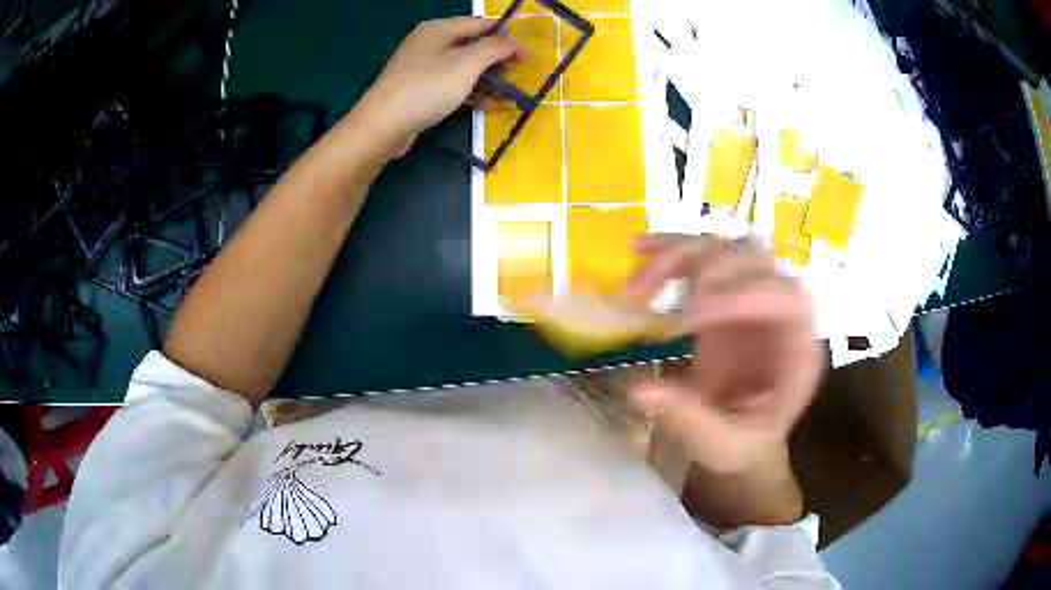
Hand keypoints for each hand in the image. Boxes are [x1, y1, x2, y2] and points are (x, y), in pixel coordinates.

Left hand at [354, 17, 517, 154]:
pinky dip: (470, 93)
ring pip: (463, 68)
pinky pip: (451, 86)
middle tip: (519, 75)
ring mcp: (422, 68)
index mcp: (439, 29)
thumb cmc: (427, 87)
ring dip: (487, 80)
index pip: (480, 24)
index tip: (527, 54)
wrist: (383, 125)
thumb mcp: (467, 64)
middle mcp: (429, 44)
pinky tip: (488, 106)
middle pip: (472, 46)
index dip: (506, 37)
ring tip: (510, 94)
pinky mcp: (419, 91)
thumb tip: (515, 40)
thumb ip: (494, 48)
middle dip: (497, 60)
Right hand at [627, 235, 821, 474]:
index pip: (787, 299)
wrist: (742, 435)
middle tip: (650, 303)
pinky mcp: (724, 292)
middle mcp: (779, 311)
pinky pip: (700, 254)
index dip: (740, 296)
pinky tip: (636, 251)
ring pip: (724, 248)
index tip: (684, 320)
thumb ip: (690, 423)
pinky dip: (668, 248)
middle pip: (755, 262)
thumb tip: (640, 391)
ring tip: (635, 287)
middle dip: (702, 272)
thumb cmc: (744, 443)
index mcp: (797, 348)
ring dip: (678, 256)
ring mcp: (751, 296)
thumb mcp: (723, 447)